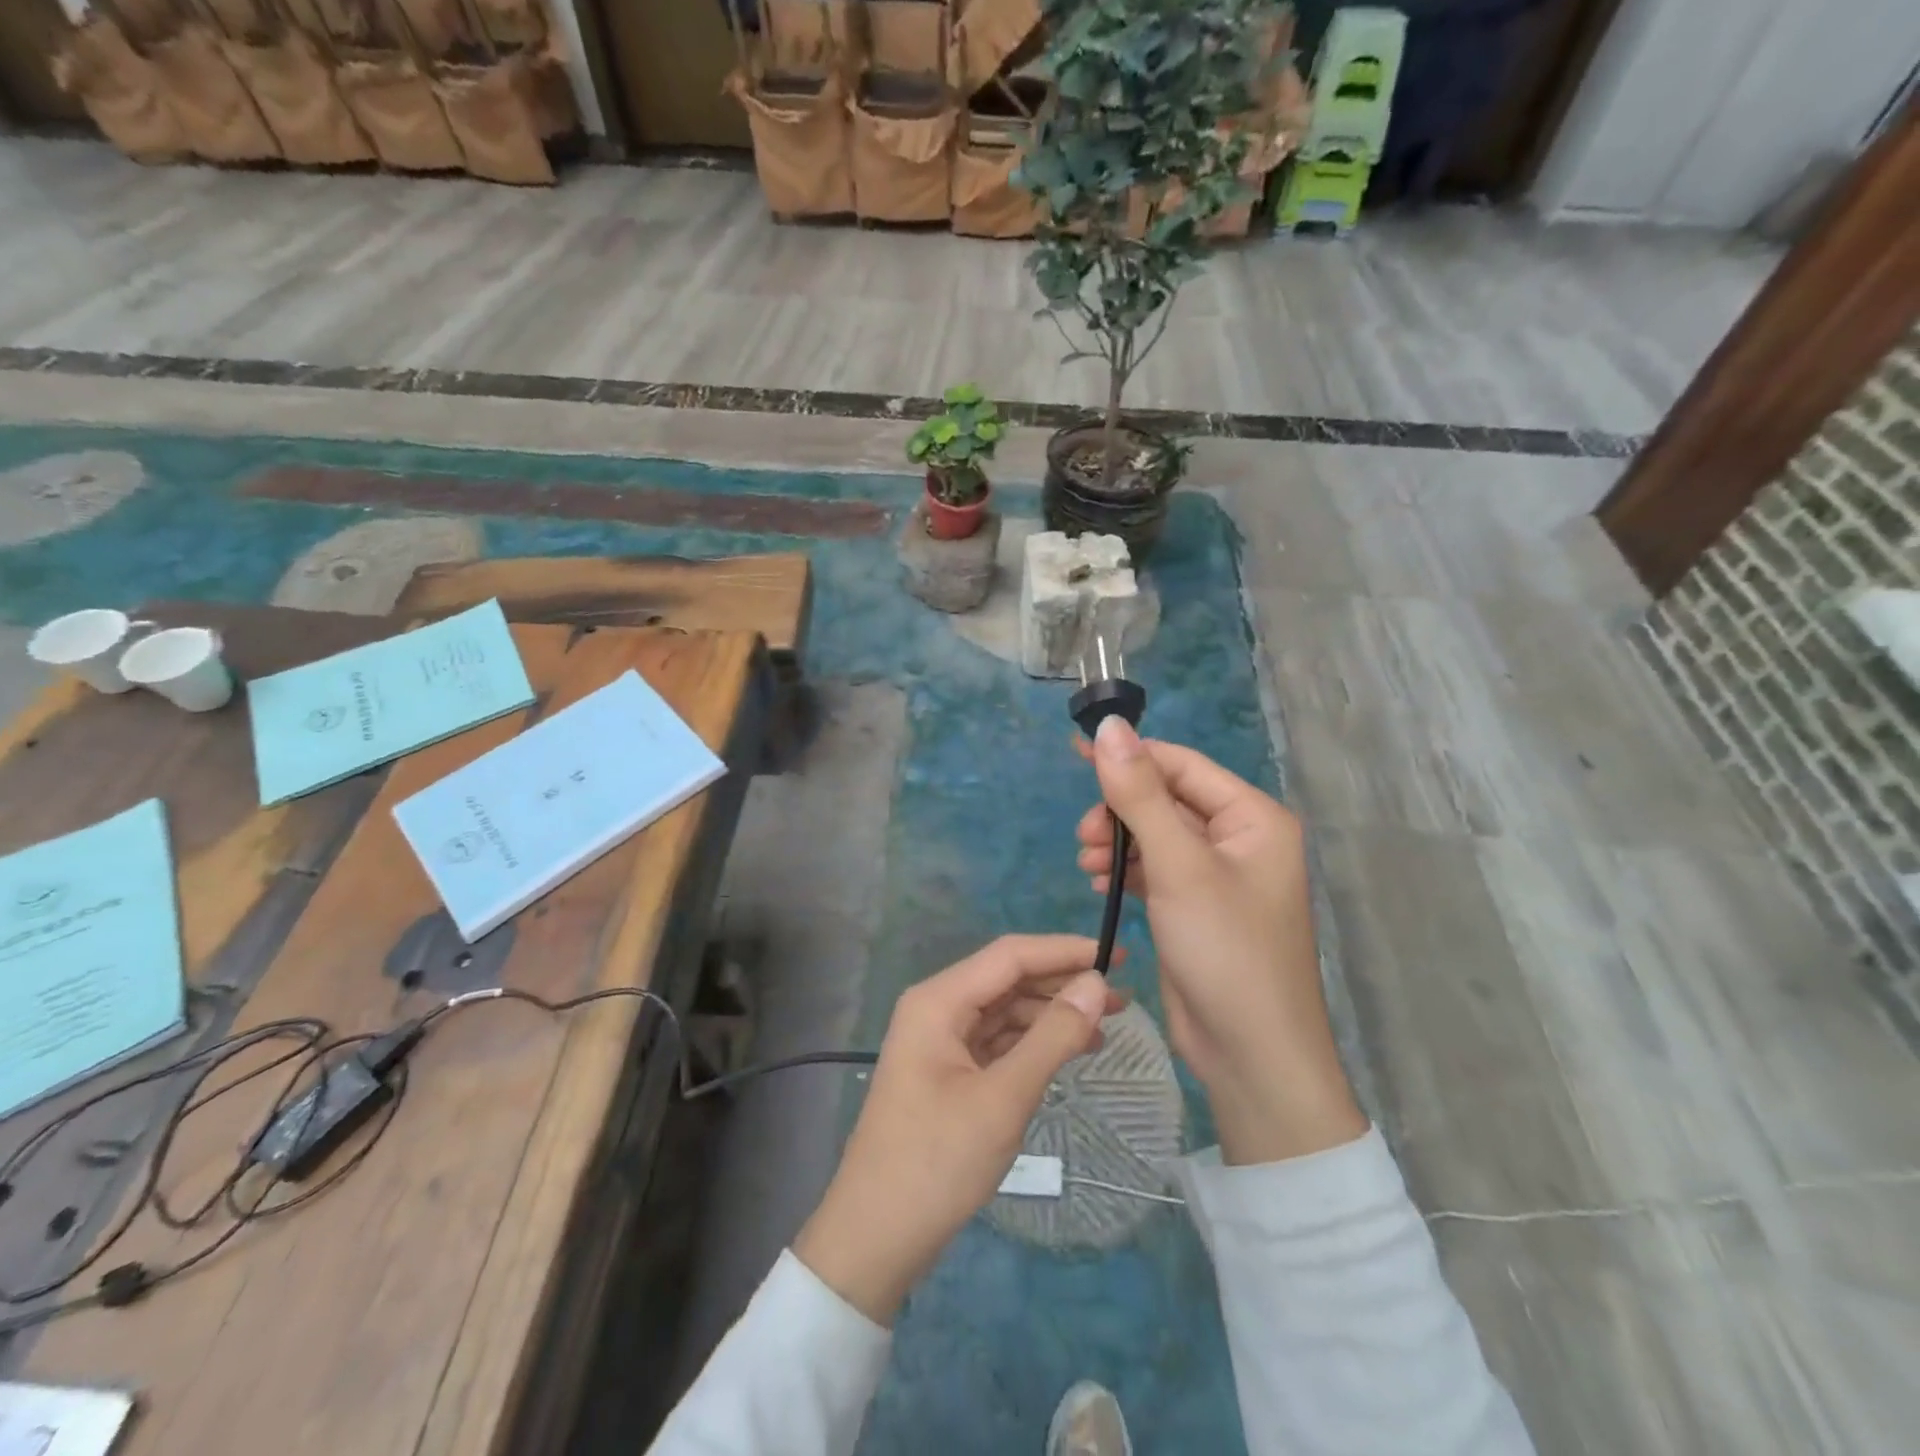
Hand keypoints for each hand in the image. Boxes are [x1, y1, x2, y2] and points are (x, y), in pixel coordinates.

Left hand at [793, 935, 1118, 1324]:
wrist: (876, 1237)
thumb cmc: (937, 1162)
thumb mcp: (1004, 1098)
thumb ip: (1053, 1037)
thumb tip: (1097, 984)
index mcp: (939, 1000)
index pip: (1010, 956)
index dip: (1064, 951)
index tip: (1116, 956)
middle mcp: (937, 1009)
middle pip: (1008, 980)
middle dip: (1062, 984)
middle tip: (1122, 996)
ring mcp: (940, 1041)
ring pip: (1005, 1010)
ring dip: (1052, 1015)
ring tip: (1107, 1026)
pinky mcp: (948, 1071)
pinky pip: (997, 1041)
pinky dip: (1033, 1043)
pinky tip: (1069, 1051)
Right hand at [1076, 718, 1365, 1165]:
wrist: (1251, 1055)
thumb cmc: (1225, 950)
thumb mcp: (1178, 865)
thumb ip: (1140, 794)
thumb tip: (1110, 727)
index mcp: (1252, 817)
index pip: (1182, 765)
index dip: (1130, 757)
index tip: (1076, 754)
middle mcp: (1239, 839)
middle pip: (1166, 799)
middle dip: (1121, 810)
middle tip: (1084, 836)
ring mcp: (1216, 876)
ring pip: (1156, 835)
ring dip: (1118, 841)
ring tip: (1087, 863)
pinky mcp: (1195, 907)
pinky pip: (1155, 869)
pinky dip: (1126, 869)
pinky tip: (1099, 881)